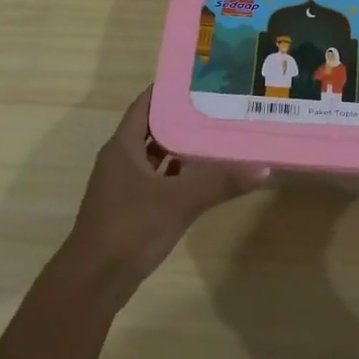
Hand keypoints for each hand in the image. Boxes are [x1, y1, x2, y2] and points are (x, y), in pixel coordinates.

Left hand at [62, 88, 267, 296]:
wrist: (95, 280)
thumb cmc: (130, 227)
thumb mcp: (180, 201)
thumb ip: (221, 183)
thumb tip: (263, 168)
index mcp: (123, 147)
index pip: (145, 105)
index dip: (167, 90)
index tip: (197, 78)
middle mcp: (120, 160)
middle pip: (152, 129)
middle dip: (181, 118)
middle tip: (217, 105)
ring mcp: (123, 186)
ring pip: (155, 157)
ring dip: (180, 149)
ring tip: (215, 136)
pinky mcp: (130, 209)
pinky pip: (158, 181)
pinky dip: (177, 176)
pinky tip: (203, 177)